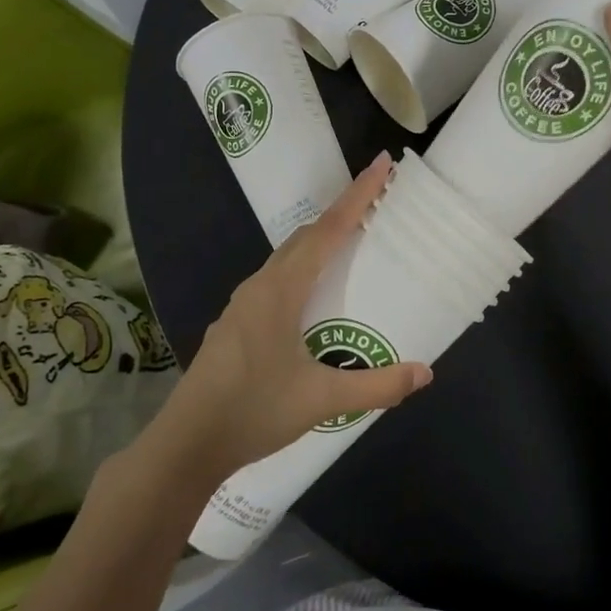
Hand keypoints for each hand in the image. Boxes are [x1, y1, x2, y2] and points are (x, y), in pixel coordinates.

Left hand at [150, 154, 432, 484]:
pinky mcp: (235, 325)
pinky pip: (276, 280)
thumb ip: (376, 386)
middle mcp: (259, 286)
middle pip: (306, 237)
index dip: (358, 196)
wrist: (185, 446)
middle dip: (341, 214)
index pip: (328, 231)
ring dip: (320, 243)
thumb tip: (425, 374)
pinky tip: (313, 297)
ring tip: (352, 245)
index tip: (382, 164)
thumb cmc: (253, 411)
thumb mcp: (321, 399)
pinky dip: (303, 269)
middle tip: (377, 203)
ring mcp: (242, 306)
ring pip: (287, 258)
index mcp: (280, 290)